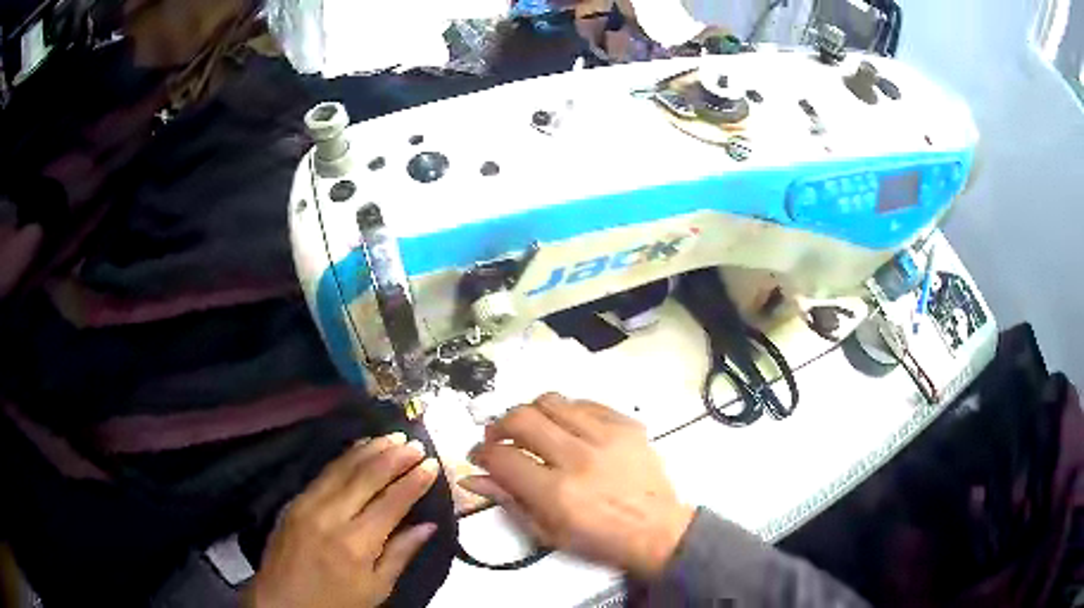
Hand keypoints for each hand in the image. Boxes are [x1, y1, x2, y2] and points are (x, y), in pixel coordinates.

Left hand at [246, 432, 439, 607]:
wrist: (282, 602)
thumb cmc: (336, 603)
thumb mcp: (376, 589)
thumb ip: (401, 554)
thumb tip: (428, 525)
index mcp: (356, 543)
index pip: (391, 502)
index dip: (414, 481)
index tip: (432, 464)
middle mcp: (330, 516)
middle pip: (366, 477)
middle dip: (394, 457)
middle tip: (415, 443)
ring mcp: (307, 504)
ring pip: (343, 468)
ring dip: (369, 449)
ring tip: (392, 437)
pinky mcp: (293, 501)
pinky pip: (324, 473)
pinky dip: (345, 457)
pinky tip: (358, 449)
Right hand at [459, 394, 693, 578]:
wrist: (658, 530)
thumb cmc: (600, 540)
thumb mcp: (548, 533)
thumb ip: (509, 501)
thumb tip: (473, 478)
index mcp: (557, 493)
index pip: (502, 457)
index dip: (481, 453)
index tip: (479, 456)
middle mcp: (579, 457)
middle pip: (521, 418)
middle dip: (499, 426)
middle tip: (498, 438)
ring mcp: (606, 436)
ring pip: (550, 401)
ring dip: (530, 413)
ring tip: (531, 429)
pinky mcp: (627, 424)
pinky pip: (584, 402)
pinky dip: (565, 411)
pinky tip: (565, 428)